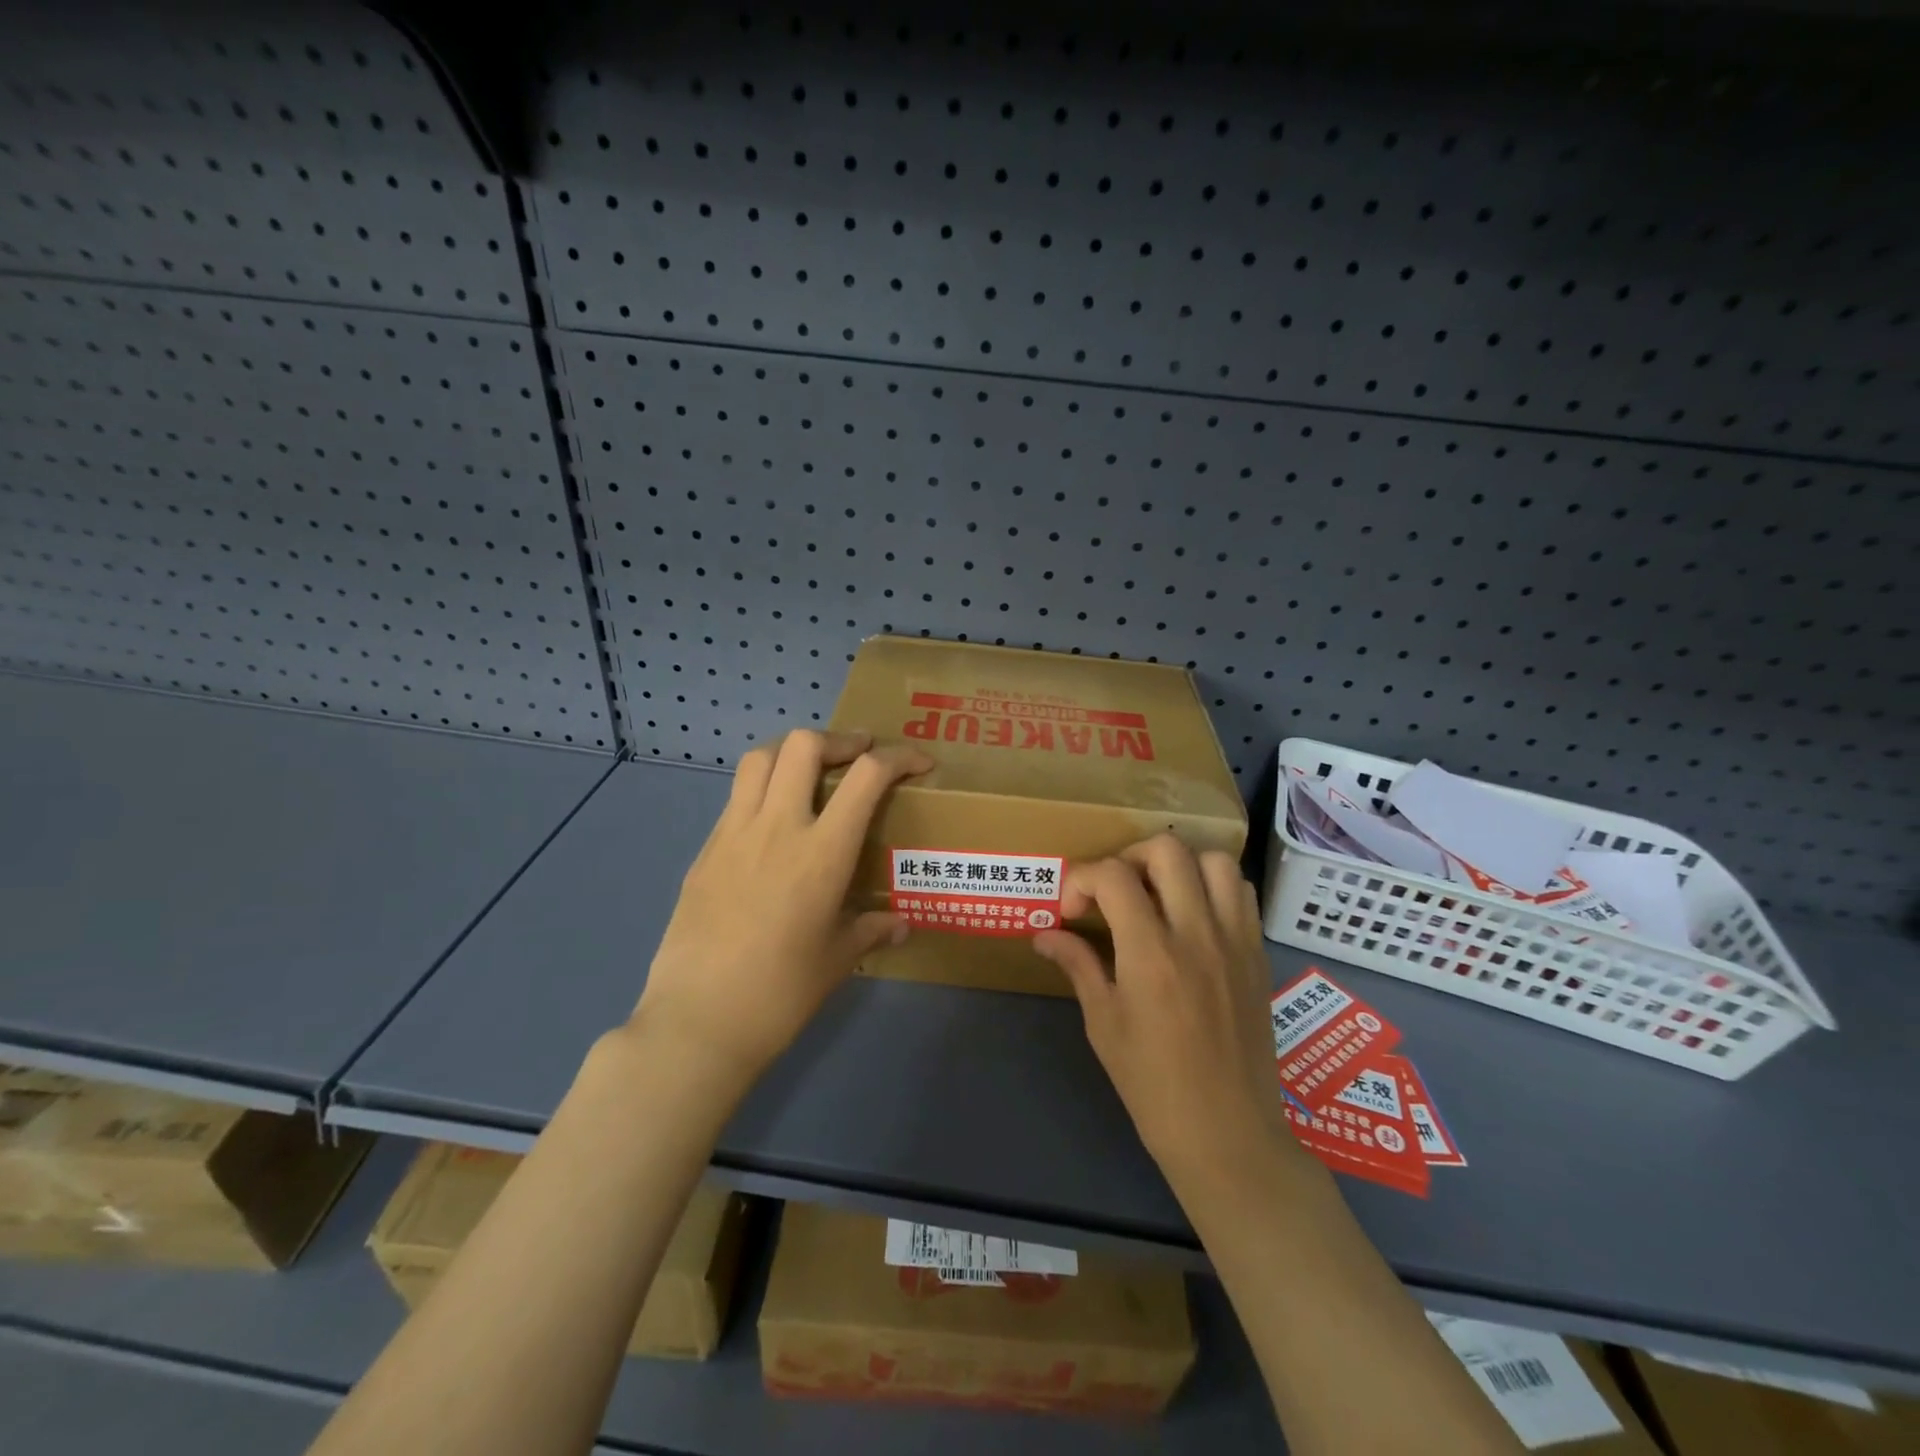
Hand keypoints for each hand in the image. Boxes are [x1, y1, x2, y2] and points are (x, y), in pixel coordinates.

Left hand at [634, 729, 931, 1086]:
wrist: (698, 1022)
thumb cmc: (780, 994)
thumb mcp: (836, 960)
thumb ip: (871, 930)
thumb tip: (900, 924)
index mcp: (821, 852)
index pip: (867, 776)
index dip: (900, 757)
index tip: (920, 763)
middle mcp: (777, 827)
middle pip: (805, 745)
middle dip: (841, 740)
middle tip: (860, 756)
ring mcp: (734, 834)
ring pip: (760, 758)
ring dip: (793, 751)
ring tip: (812, 770)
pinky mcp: (705, 850)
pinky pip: (737, 797)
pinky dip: (763, 787)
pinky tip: (774, 821)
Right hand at [1034, 835, 1288, 1180]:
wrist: (1228, 1135)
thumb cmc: (1153, 1085)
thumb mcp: (1104, 1024)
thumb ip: (1078, 965)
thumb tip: (1044, 934)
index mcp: (1150, 954)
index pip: (1113, 876)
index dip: (1082, 879)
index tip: (1072, 908)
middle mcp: (1197, 934)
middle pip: (1167, 851)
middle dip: (1129, 857)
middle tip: (1114, 891)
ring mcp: (1235, 941)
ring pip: (1214, 860)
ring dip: (1179, 865)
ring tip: (1158, 894)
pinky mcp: (1257, 954)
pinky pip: (1242, 893)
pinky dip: (1215, 886)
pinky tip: (1194, 916)